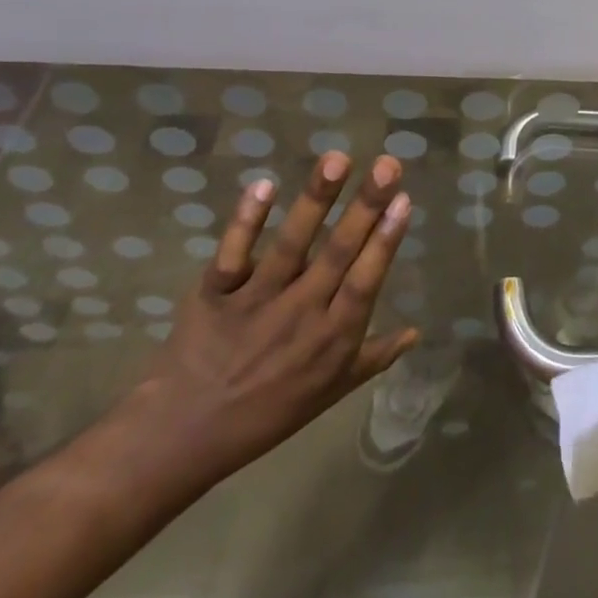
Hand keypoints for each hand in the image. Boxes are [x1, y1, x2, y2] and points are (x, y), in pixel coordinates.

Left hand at [116, 151, 418, 496]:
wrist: (181, 438)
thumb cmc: (266, 414)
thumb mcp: (329, 393)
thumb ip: (373, 358)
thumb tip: (416, 331)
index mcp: (331, 338)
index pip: (364, 281)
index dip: (385, 241)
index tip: (403, 200)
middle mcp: (299, 313)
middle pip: (337, 252)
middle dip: (365, 205)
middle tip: (387, 165)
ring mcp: (256, 301)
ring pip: (291, 244)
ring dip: (315, 200)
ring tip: (336, 159)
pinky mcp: (215, 292)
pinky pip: (233, 253)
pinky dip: (247, 220)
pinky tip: (264, 184)